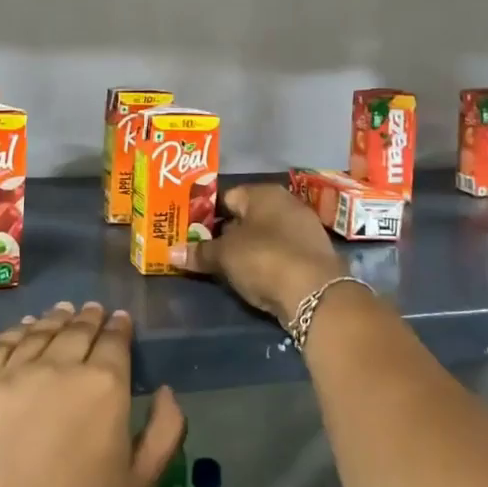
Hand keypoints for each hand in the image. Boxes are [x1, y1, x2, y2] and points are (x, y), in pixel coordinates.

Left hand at [0, 301, 185, 486]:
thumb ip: (164, 431)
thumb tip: (166, 389)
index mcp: (104, 387)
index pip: (114, 341)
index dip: (119, 327)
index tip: (120, 320)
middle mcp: (59, 368)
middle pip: (77, 331)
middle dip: (89, 318)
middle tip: (94, 310)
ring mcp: (12, 377)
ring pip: (38, 333)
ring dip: (55, 319)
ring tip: (62, 312)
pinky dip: (15, 333)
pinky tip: (23, 331)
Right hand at [168, 183, 347, 320]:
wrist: (316, 293)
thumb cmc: (264, 258)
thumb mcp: (224, 256)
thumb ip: (199, 252)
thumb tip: (170, 253)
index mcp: (263, 192)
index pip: (227, 196)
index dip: (206, 214)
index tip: (190, 232)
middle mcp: (286, 203)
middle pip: (247, 216)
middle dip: (226, 233)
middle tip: (203, 251)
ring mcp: (304, 229)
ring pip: (265, 236)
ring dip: (247, 249)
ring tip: (224, 267)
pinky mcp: (314, 255)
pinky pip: (280, 254)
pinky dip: (266, 263)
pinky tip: (254, 278)